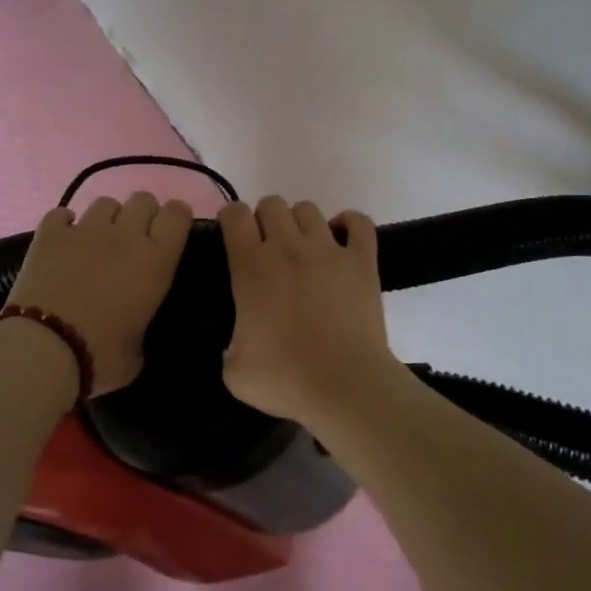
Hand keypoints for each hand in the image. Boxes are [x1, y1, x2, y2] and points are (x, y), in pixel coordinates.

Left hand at [6, 193, 193, 394]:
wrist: (44, 350)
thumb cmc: (100, 357)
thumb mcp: (138, 351)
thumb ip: (142, 326)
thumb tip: (133, 327)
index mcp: (156, 261)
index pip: (177, 215)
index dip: (177, 216)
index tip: (173, 229)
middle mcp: (125, 236)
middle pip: (143, 199)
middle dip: (143, 213)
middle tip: (136, 238)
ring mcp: (84, 230)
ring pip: (105, 202)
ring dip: (107, 217)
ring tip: (98, 239)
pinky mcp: (49, 234)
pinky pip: (61, 213)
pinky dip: (65, 223)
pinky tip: (63, 239)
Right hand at [220, 197, 394, 420]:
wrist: (345, 386)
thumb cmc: (285, 378)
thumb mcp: (234, 370)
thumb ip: (228, 345)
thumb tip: (235, 343)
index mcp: (251, 266)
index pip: (234, 214)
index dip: (231, 219)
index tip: (232, 236)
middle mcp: (288, 247)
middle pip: (272, 203)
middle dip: (264, 220)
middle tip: (267, 250)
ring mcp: (328, 250)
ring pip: (308, 209)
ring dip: (300, 223)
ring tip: (303, 249)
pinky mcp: (362, 261)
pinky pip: (359, 222)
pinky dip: (349, 223)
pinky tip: (341, 239)